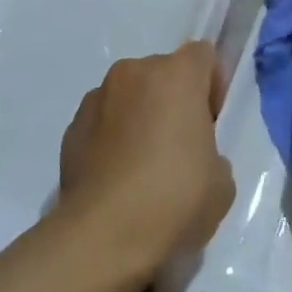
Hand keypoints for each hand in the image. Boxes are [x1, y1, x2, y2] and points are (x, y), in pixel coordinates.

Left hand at [58, 41, 234, 279]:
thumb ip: (211, 151)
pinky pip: (103, 122)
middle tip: (180, 147)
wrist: (103, 237)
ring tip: (143, 167)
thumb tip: (191, 155)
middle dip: (173, 100)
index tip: (211, 123)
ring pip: (129, 96)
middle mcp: (133, 73)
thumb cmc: (175, 199)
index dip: (212, 85)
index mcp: (176, 75)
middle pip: (163, 74)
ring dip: (139, 117)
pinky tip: (118, 179)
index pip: (203, 55)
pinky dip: (112, 139)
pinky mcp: (70, 128)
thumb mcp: (221, 180)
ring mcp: (96, 98)